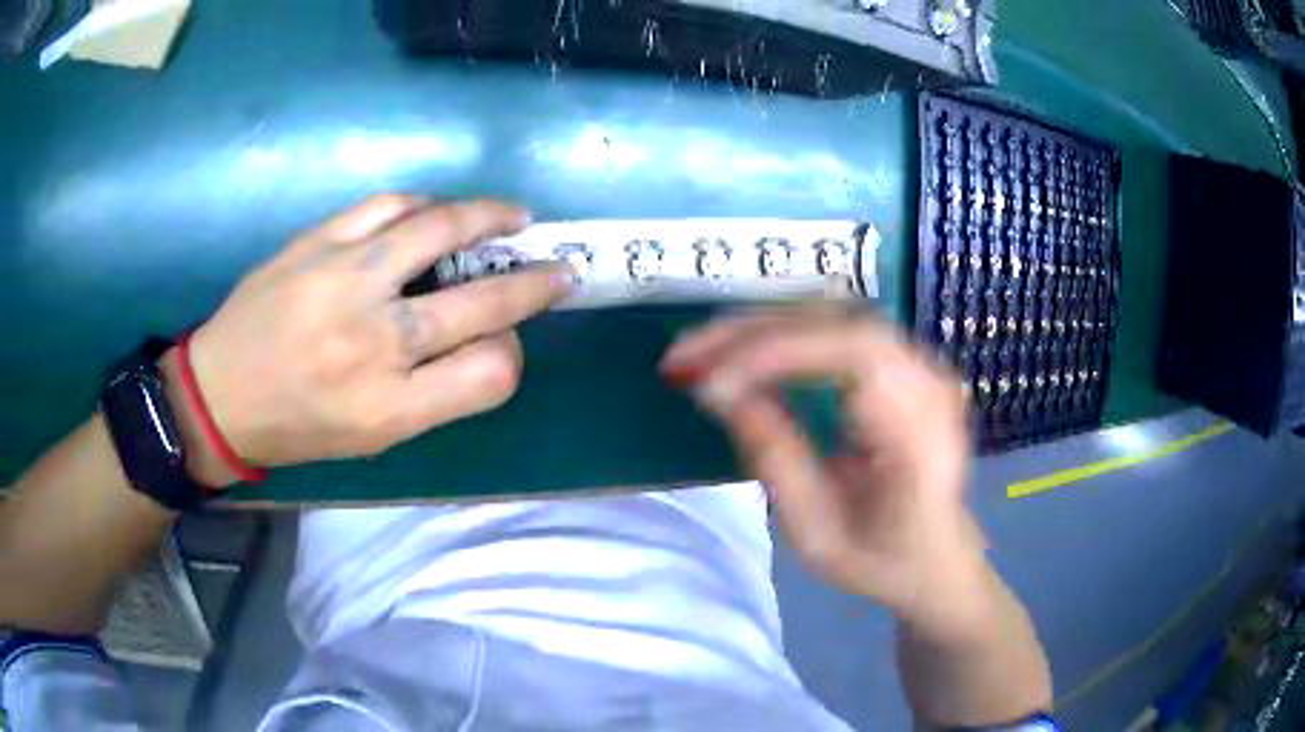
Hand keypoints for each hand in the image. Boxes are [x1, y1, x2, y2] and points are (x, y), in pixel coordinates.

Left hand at [171, 195, 572, 485]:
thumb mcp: (373, 436)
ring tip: (514, 216)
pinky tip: (438, 210)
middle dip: (537, 282)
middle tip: (558, 268)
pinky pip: (390, 206)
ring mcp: (346, 281)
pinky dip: (425, 205)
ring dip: (492, 218)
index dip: (515, 352)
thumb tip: (485, 337)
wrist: (220, 394)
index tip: (510, 339)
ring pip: (442, 230)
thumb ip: (435, 392)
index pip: (493, 373)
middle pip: (483, 301)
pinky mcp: (319, 242)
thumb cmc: (299, 426)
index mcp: (392, 407)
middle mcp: (376, 342)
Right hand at [661, 306, 990, 638]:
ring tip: (704, 351)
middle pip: (838, 322)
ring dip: (761, 328)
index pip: (853, 353)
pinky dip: (783, 336)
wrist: (936, 560)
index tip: (709, 381)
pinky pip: (838, 331)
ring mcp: (920, 364)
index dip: (775, 352)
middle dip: (752, 332)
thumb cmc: (881, 560)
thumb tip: (719, 391)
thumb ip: (774, 458)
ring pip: (834, 316)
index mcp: (920, 429)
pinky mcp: (903, 364)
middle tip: (685, 355)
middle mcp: (928, 380)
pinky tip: (745, 352)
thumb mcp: (817, 533)